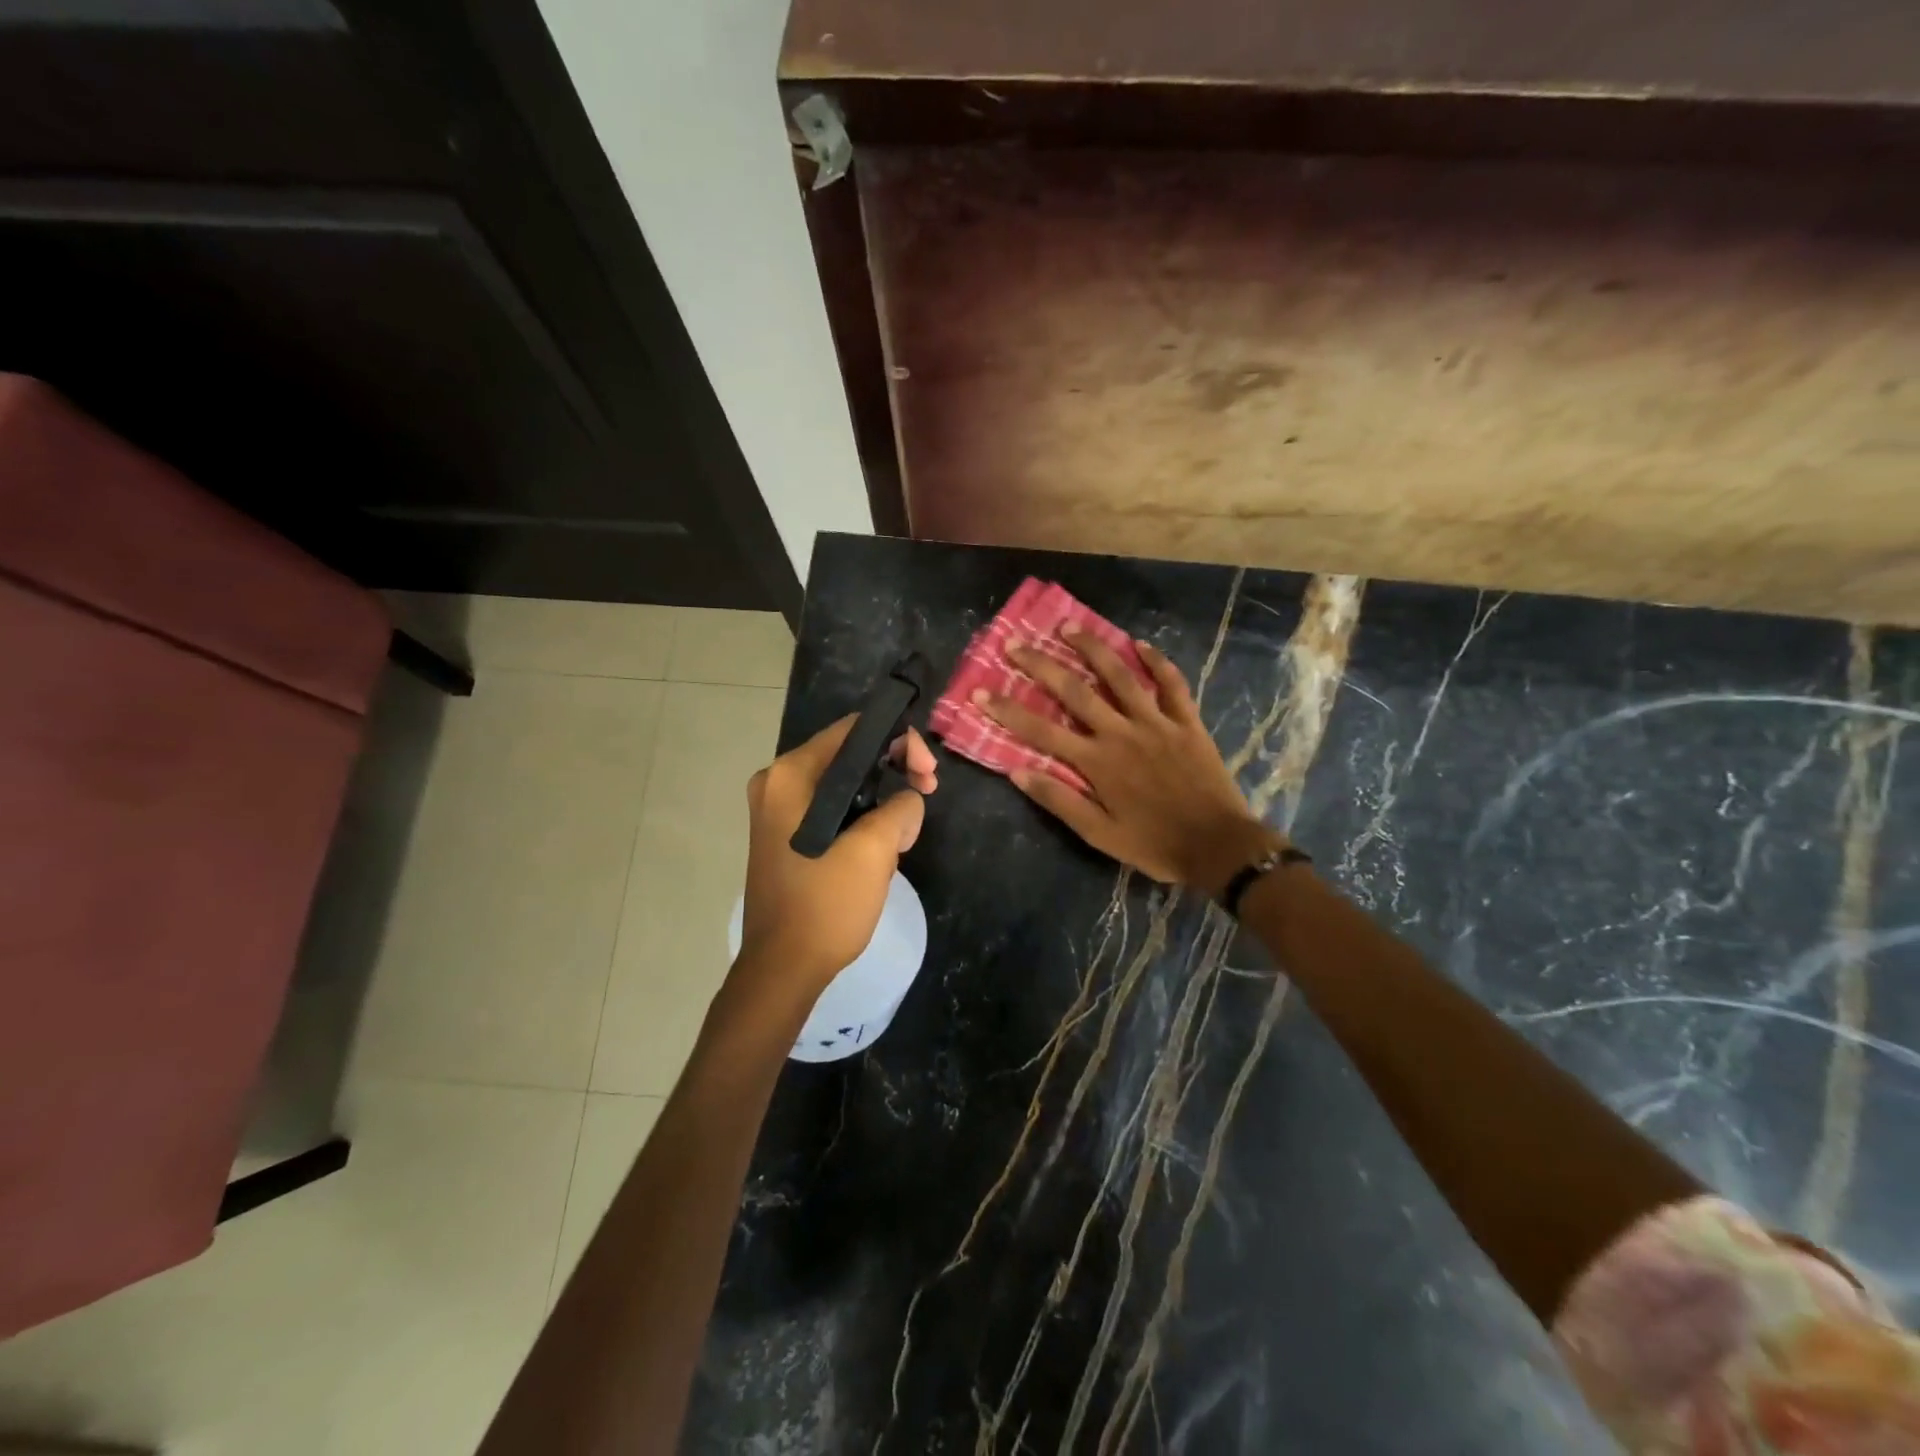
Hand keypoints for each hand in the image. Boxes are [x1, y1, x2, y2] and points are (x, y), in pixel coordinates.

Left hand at [736, 716, 937, 994]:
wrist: (783, 968)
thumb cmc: (826, 904)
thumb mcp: (876, 849)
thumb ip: (901, 807)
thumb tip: (907, 799)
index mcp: (790, 775)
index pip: (854, 730)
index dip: (899, 742)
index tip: (927, 776)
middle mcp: (776, 783)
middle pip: (848, 755)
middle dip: (893, 772)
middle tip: (926, 795)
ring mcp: (776, 810)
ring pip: (844, 785)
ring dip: (881, 801)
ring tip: (903, 836)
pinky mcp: (784, 835)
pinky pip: (831, 809)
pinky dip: (860, 819)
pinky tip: (880, 847)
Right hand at [978, 632, 1279, 894]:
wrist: (1218, 846)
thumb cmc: (1154, 844)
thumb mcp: (1099, 834)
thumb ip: (1059, 800)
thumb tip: (1017, 771)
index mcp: (1097, 762)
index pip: (1041, 730)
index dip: (1008, 711)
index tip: (981, 692)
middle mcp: (1122, 732)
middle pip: (1075, 691)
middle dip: (1041, 665)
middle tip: (1016, 643)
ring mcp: (1156, 722)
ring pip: (1121, 676)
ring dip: (1093, 648)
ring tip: (1069, 627)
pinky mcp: (1187, 722)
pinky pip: (1172, 684)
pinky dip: (1157, 662)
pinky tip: (1140, 644)